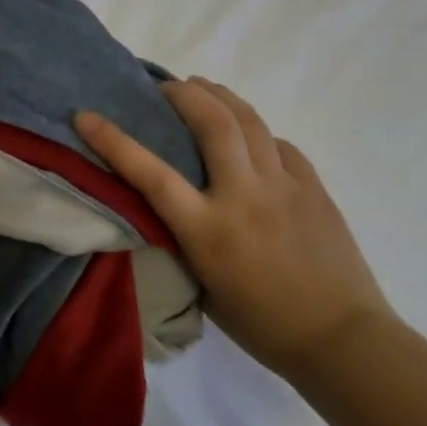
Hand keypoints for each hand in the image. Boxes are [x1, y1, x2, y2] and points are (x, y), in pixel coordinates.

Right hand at [76, 80, 390, 375]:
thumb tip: (170, 206)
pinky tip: (249, 136)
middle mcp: (244, 197)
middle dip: (184, 94)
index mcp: (208, 230)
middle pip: (213, 124)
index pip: (151, 174)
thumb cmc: (261, 323)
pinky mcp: (314, 188)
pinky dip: (257, 132)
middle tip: (165, 87)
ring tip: (202, 88)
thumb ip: (182, 239)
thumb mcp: (202, 284)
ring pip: (250, 122)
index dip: (114, 141)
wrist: (341, 338)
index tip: (86, 115)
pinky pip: (280, 145)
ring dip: (221, 97)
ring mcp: (285, 187)